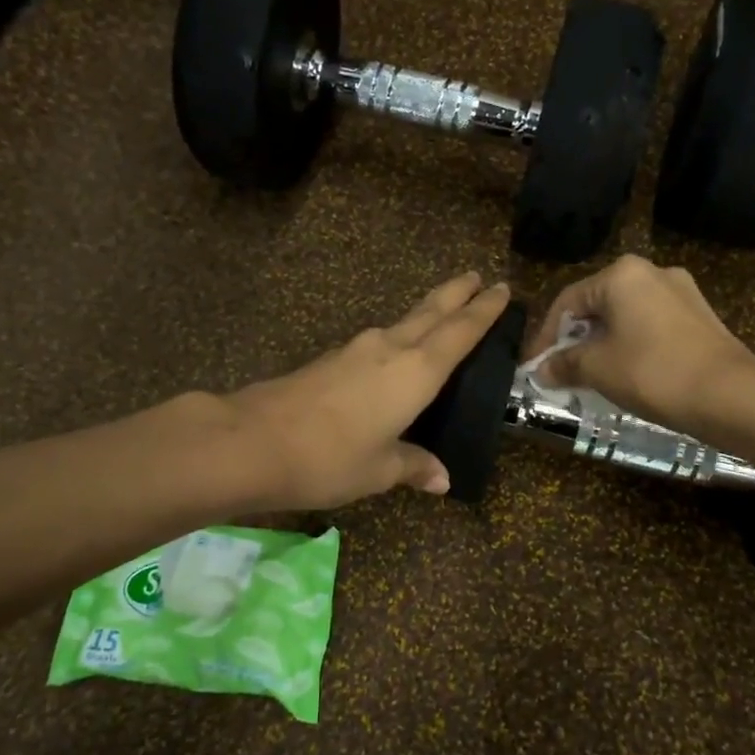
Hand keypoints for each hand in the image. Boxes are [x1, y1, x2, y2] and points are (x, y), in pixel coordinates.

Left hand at [226, 272, 511, 510]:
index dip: (483, 311)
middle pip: (431, 312)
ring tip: (442, 312)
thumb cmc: (330, 458)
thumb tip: (441, 478)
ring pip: (402, 323)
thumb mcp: (379, 469)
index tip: (502, 289)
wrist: (252, 441)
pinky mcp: (330, 360)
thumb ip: (413, 466)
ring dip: (427, 313)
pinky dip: (398, 339)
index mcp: (415, 372)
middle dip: (456, 293)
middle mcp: (389, 349)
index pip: (460, 332)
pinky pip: (377, 343)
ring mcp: (355, 350)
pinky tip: (393, 353)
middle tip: (477, 276)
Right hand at [528, 255, 754, 431]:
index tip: (534, 365)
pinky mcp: (699, 316)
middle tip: (559, 370)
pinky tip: (626, 373)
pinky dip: (630, 346)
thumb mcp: (597, 368)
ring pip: (625, 317)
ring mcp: (681, 292)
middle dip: (575, 339)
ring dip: (602, 344)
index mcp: (622, 274)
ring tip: (590, 376)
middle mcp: (652, 272)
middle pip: (598, 305)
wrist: (730, 395)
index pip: (568, 301)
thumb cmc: (652, 371)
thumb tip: (541, 369)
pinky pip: (650, 326)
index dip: (545, 336)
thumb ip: (564, 363)